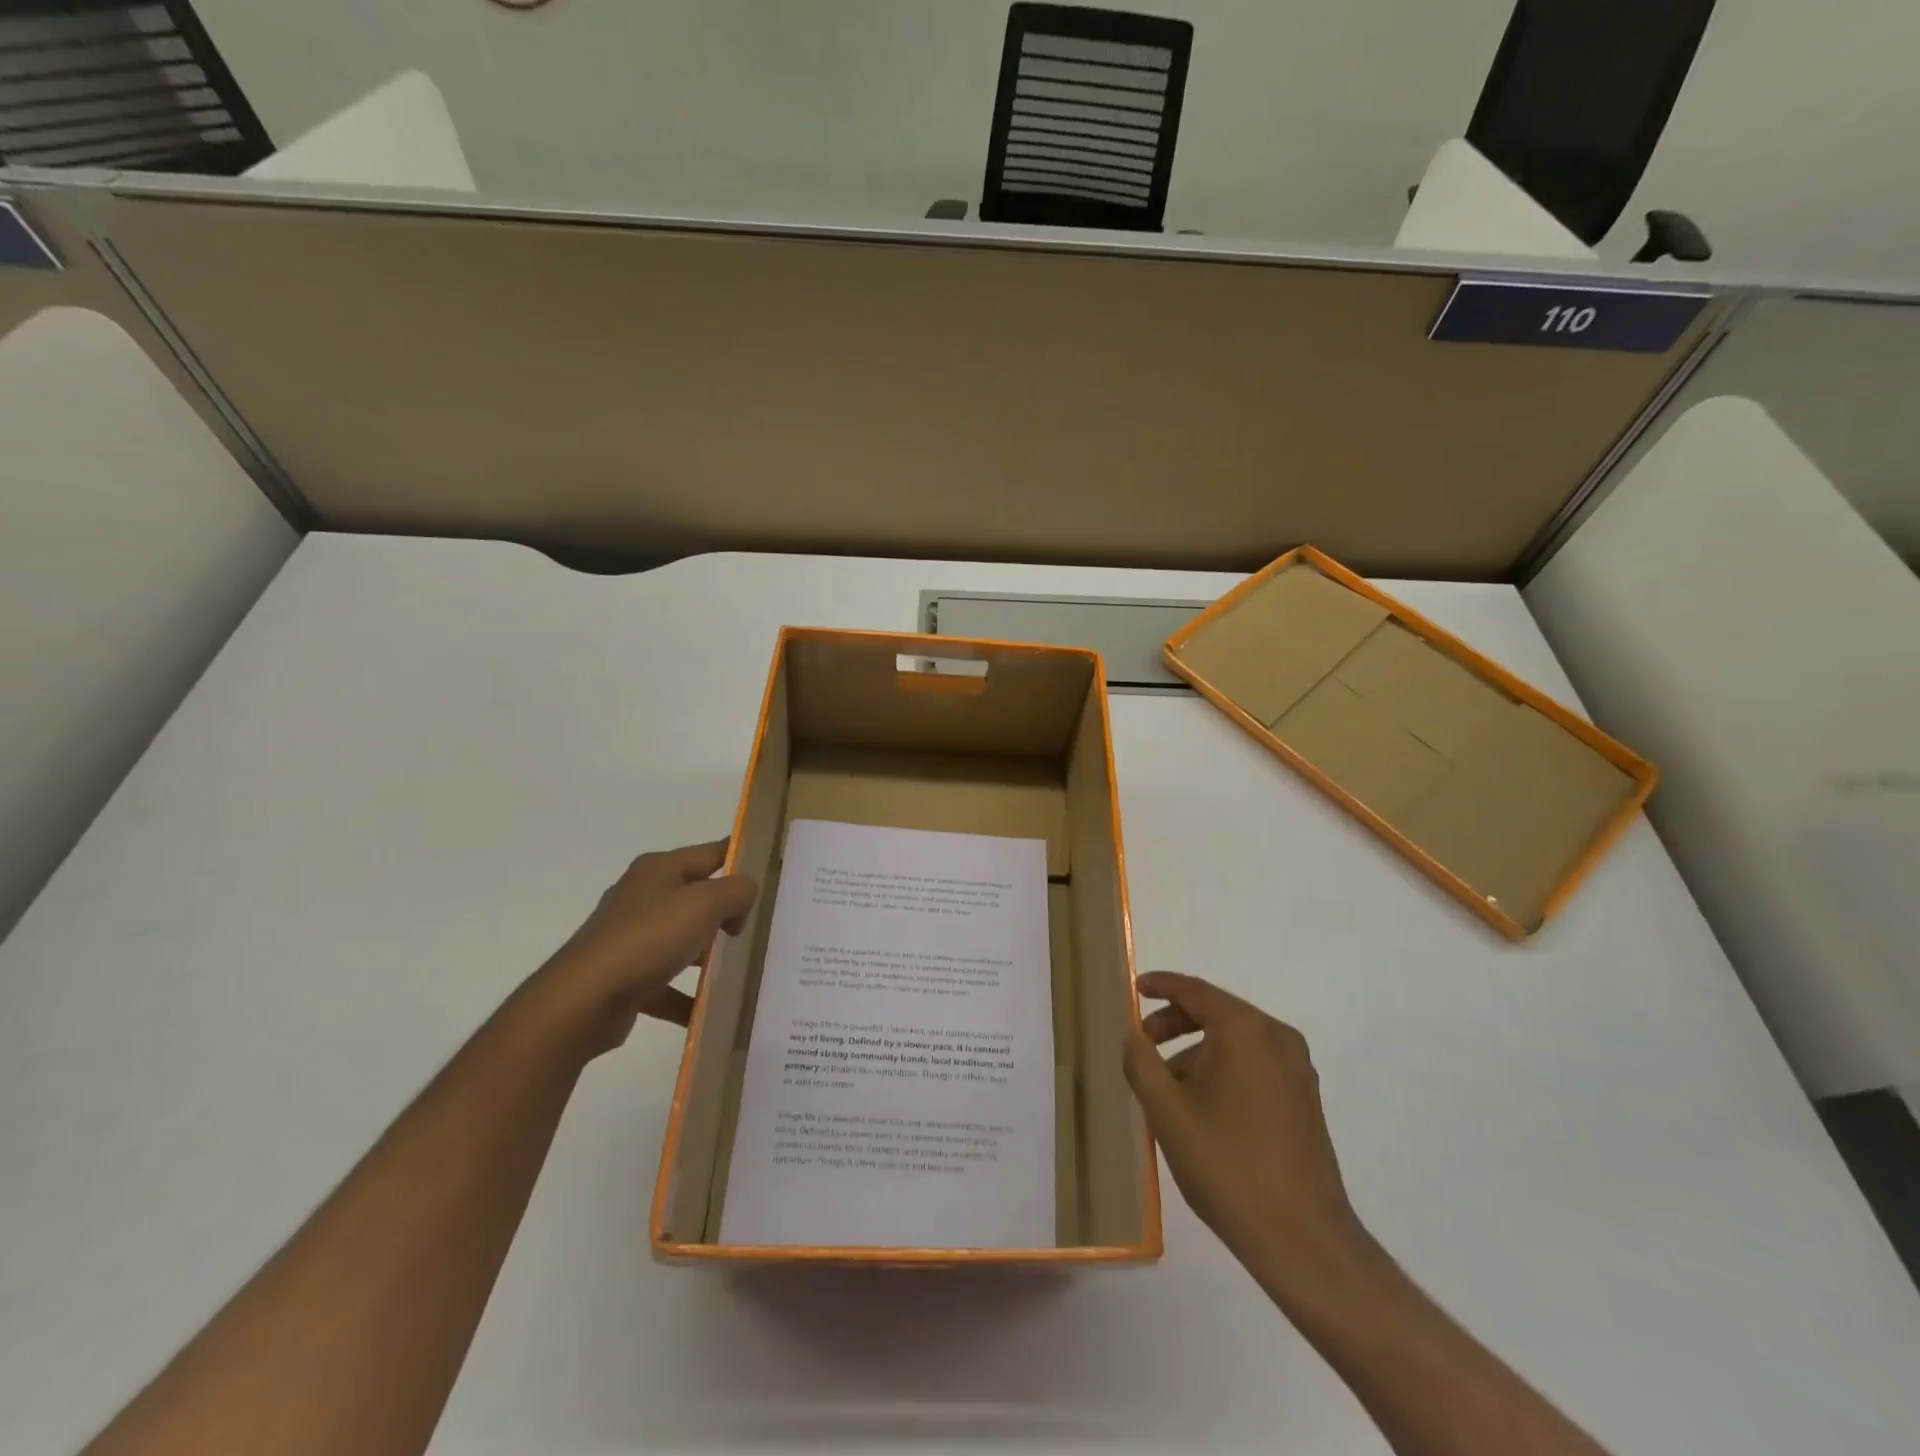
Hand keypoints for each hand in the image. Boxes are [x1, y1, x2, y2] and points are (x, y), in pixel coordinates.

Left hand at [536, 839, 756, 1056]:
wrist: (583, 1001)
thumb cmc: (648, 938)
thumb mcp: (705, 903)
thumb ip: (736, 891)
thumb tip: (743, 896)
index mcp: (660, 869)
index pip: (712, 852)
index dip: (742, 856)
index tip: (773, 870)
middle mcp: (644, 896)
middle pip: (699, 897)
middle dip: (729, 911)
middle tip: (764, 926)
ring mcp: (632, 937)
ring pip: (684, 940)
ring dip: (710, 955)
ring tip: (744, 968)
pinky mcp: (626, 976)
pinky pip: (668, 982)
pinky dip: (688, 995)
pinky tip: (711, 1009)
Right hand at [1124, 971, 1372, 1295]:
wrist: (1302, 1239)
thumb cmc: (1226, 1165)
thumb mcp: (1166, 1111)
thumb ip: (1141, 1062)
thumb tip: (1133, 1035)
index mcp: (1245, 1030)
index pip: (1195, 991)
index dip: (1161, 985)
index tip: (1135, 988)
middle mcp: (1276, 1038)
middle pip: (1217, 1013)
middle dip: (1175, 1022)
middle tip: (1142, 1043)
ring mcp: (1297, 1069)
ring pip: (1236, 1041)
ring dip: (1197, 1050)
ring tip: (1166, 1087)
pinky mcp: (1304, 1099)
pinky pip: (1254, 1064)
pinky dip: (1223, 1068)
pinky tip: (1200, 1106)